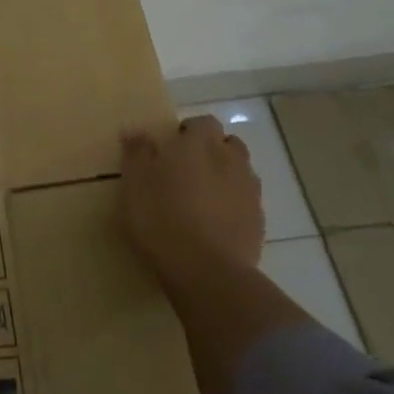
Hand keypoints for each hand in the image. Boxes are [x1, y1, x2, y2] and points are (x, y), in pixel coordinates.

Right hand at [118, 115, 264, 303]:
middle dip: (212, 151)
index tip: (170, 149)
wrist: (206, 270)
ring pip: (240, 172)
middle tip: (186, 172)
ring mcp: (249, 191)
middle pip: (228, 144)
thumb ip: (137, 153)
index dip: (189, 132)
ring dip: (225, 177)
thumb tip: (137, 132)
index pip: (203, 123)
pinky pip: (246, 202)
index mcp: (199, 144)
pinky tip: (215, 224)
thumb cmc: (161, 218)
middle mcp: (230, 160)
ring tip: (202, 199)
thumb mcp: (134, 183)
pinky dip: (233, 206)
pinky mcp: (258, 222)